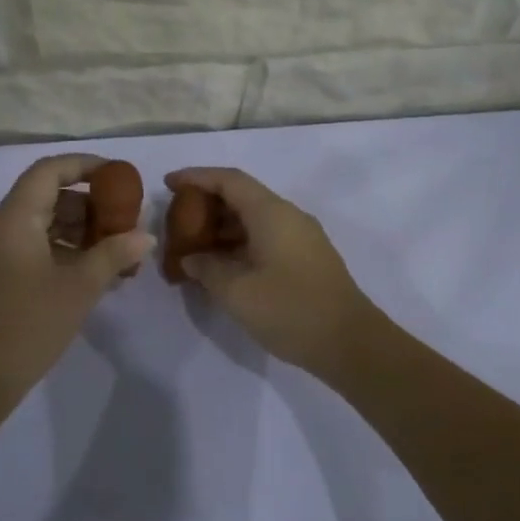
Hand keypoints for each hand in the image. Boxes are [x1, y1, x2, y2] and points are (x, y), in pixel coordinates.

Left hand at [0, 154, 152, 403]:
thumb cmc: (23, 329)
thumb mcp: (77, 290)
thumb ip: (113, 255)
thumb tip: (145, 235)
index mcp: (11, 220)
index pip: (49, 171)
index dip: (85, 166)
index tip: (118, 176)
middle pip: (43, 199)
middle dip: (87, 207)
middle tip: (122, 226)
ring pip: (34, 228)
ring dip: (73, 235)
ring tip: (110, 257)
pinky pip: (22, 252)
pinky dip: (54, 255)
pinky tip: (81, 279)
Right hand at [164, 167, 382, 376]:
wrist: (350, 343)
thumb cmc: (290, 309)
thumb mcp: (236, 291)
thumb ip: (207, 268)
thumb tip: (192, 258)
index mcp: (271, 212)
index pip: (228, 180)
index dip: (196, 177)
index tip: (168, 183)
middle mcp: (288, 216)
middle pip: (242, 197)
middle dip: (207, 205)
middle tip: (177, 221)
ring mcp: (302, 237)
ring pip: (254, 220)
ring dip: (223, 228)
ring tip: (193, 247)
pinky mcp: (307, 259)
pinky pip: (266, 238)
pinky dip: (240, 244)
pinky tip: (222, 267)